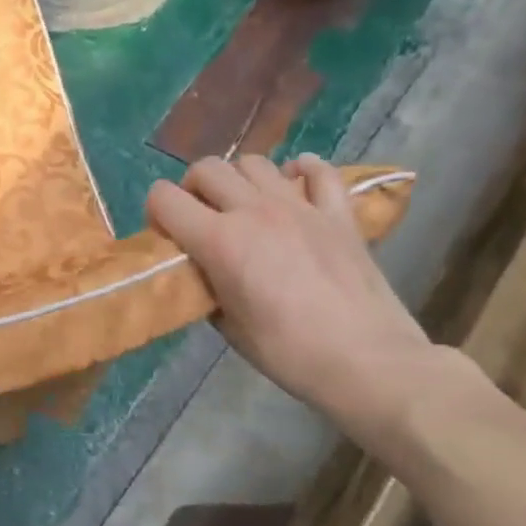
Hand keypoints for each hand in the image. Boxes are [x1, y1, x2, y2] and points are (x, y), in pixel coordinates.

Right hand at [146, 153, 433, 435]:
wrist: (368, 362)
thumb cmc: (287, 351)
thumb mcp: (226, 323)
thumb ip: (206, 284)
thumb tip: (202, 270)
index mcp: (219, 240)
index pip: (164, 197)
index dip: (156, 213)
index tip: (166, 236)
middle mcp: (254, 211)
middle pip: (207, 169)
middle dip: (192, 189)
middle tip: (199, 218)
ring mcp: (300, 207)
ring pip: (254, 163)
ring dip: (239, 180)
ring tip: (243, 207)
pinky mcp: (339, 214)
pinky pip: (318, 172)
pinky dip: (301, 172)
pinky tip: (294, 188)